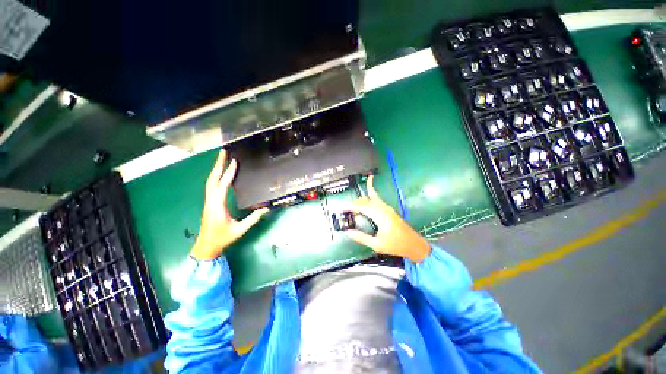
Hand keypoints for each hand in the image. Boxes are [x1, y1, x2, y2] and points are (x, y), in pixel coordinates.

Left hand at [190, 150, 268, 260]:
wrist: (206, 247)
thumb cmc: (222, 238)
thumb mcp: (240, 230)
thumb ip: (253, 218)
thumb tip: (266, 208)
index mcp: (217, 206)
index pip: (223, 186)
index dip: (229, 174)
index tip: (234, 162)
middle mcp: (211, 201)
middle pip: (212, 179)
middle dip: (217, 165)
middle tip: (223, 152)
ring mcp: (209, 201)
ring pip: (210, 182)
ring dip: (216, 169)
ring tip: (222, 159)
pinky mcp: (210, 203)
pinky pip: (211, 186)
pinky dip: (216, 176)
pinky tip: (221, 174)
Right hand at [343, 176, 430, 262]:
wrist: (414, 244)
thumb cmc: (396, 245)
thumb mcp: (377, 244)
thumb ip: (361, 237)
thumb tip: (348, 232)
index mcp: (380, 216)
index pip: (362, 206)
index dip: (351, 206)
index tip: (342, 208)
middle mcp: (383, 208)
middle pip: (366, 200)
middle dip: (354, 203)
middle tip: (345, 210)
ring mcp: (387, 207)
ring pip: (371, 197)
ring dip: (361, 199)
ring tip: (352, 205)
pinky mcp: (388, 209)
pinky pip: (377, 198)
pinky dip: (371, 192)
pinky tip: (369, 188)